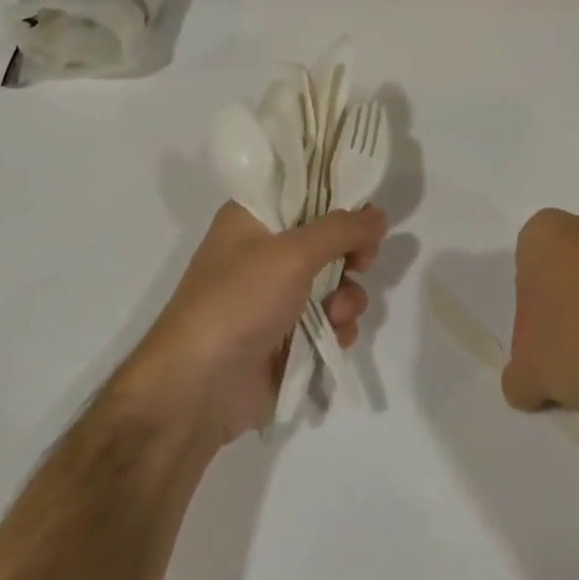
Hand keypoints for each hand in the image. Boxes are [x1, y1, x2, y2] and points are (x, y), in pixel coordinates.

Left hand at [133, 202, 386, 446]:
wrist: (198, 387)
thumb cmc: (238, 302)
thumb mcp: (292, 254)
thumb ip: (342, 229)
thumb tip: (380, 215)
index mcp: (253, 219)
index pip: (305, 192)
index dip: (339, 201)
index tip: (367, 215)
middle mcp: (264, 252)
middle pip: (327, 239)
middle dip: (351, 254)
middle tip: (362, 263)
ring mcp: (276, 296)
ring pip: (334, 282)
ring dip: (347, 296)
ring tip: (338, 314)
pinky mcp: (288, 335)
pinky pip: (330, 320)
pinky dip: (339, 326)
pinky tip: (336, 336)